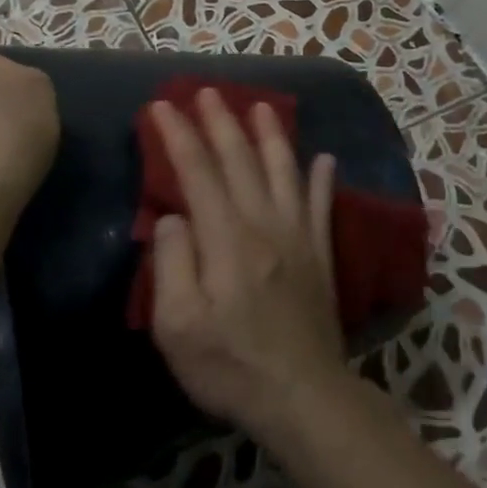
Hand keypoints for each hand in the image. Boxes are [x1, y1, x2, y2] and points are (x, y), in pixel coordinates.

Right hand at [148, 90, 345, 441]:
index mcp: (226, 238)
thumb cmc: (230, 365)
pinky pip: (322, 205)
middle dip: (221, 121)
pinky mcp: (321, 255)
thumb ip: (172, 263)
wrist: (302, 396)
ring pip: (284, 171)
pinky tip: (324, 158)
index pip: (197, 171)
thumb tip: (174, 218)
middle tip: (207, 91)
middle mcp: (264, 224)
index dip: (178, 135)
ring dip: (271, 135)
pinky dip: (322, 179)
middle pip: (240, 160)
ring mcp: (298, 237)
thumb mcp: (177, 325)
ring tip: (262, 105)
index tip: (162, 106)